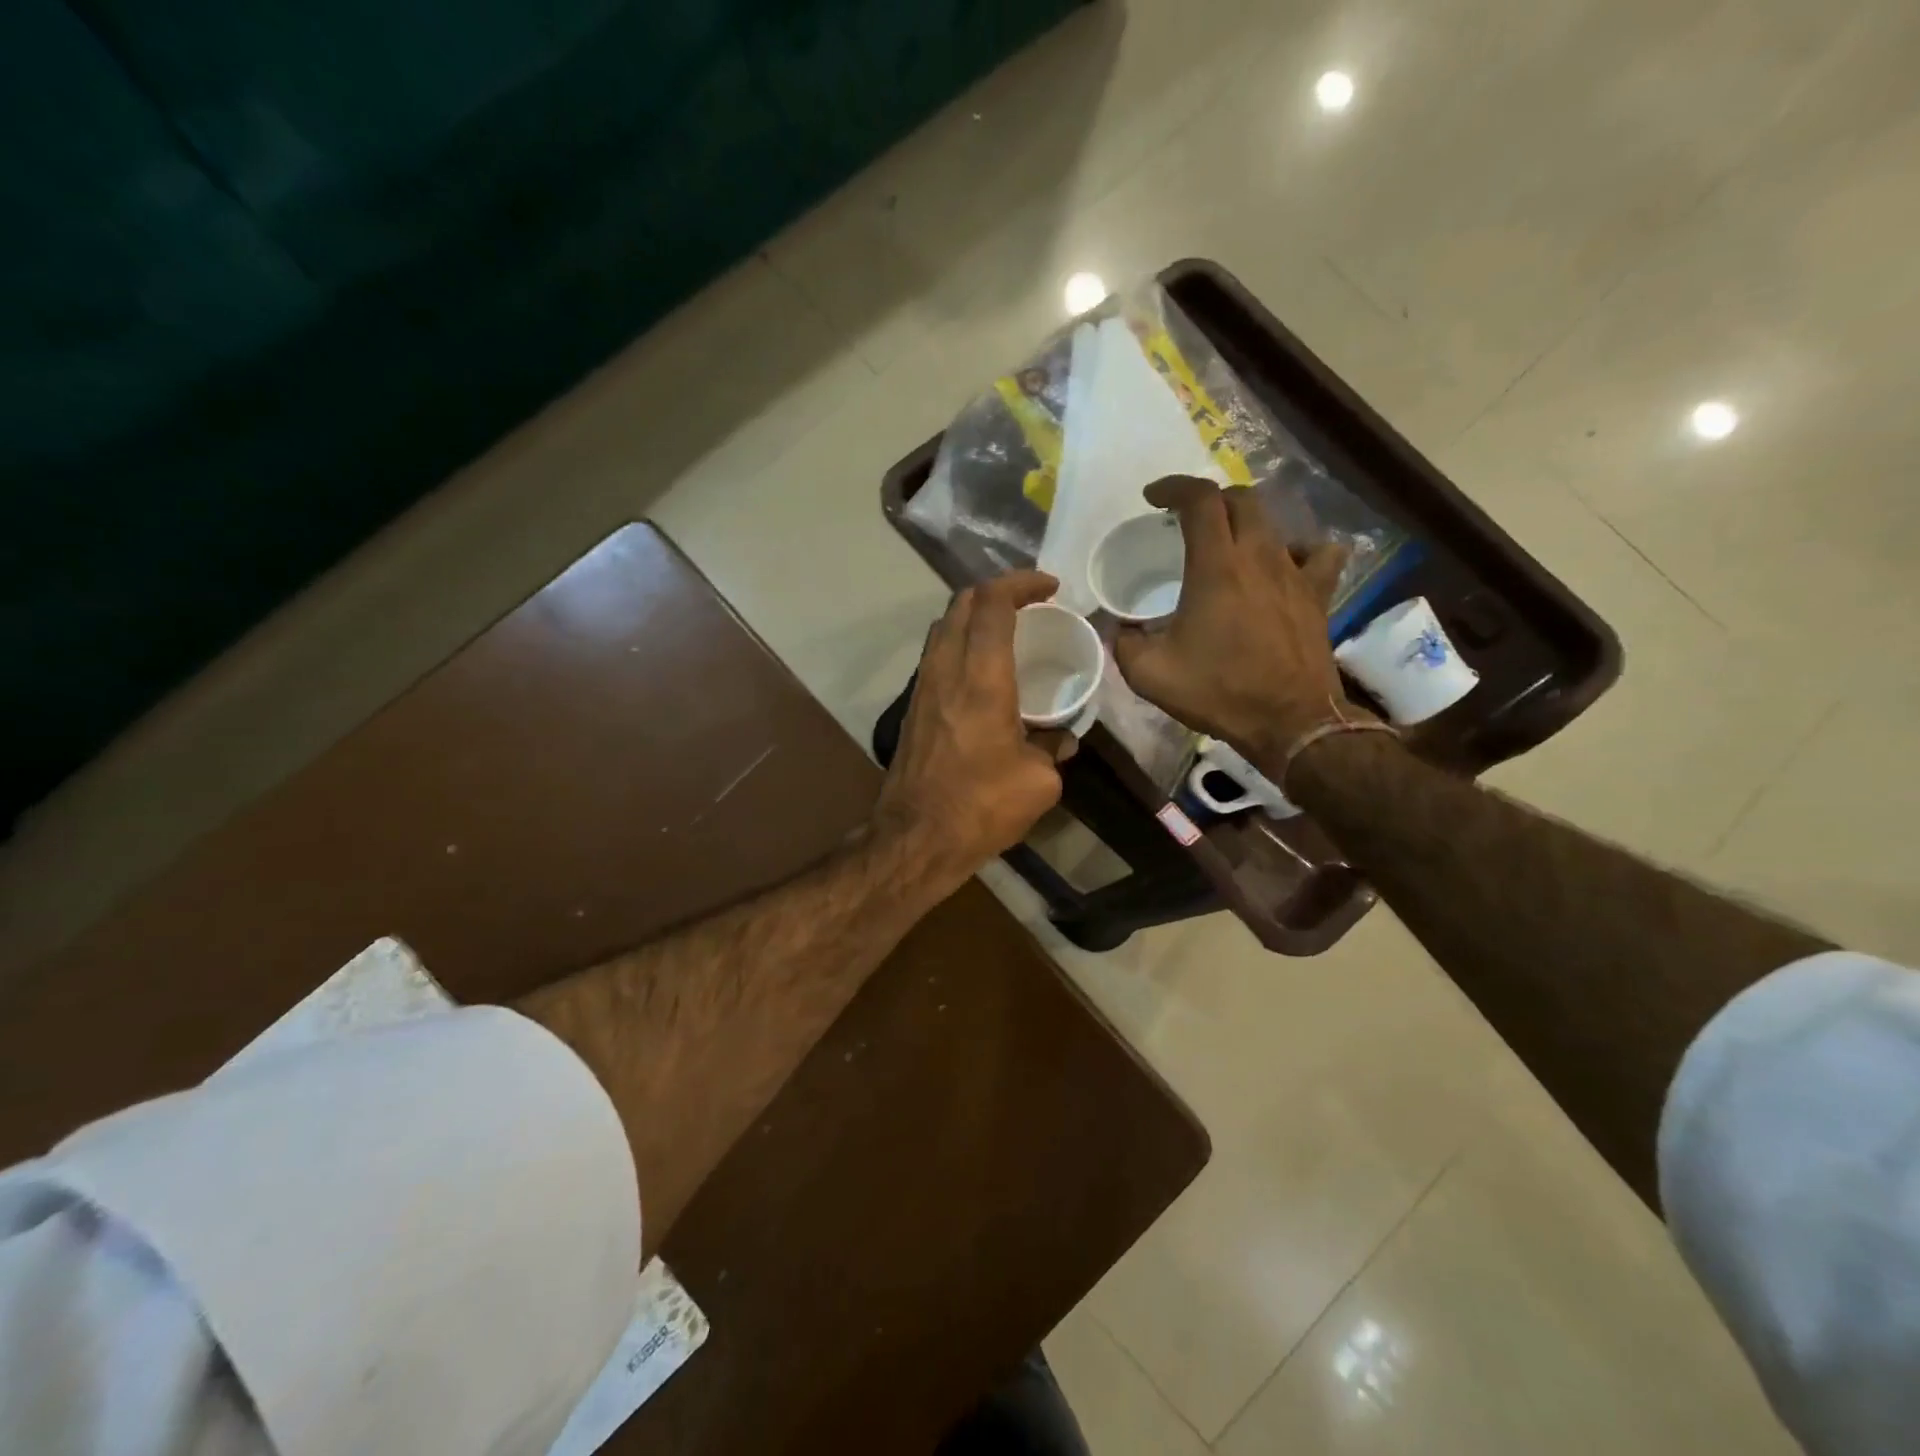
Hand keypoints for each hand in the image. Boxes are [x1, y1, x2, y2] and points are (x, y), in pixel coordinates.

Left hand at [874, 570, 1074, 887]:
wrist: (916, 838)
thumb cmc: (981, 806)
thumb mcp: (1038, 782)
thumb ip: (1053, 750)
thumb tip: (1060, 740)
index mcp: (981, 678)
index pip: (993, 603)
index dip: (1022, 583)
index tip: (1050, 588)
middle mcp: (946, 670)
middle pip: (961, 603)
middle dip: (996, 591)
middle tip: (1029, 604)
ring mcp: (922, 687)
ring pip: (942, 627)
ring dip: (973, 616)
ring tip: (1006, 631)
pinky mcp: (912, 707)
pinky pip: (936, 655)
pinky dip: (960, 644)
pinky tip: (982, 671)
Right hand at [1113, 476, 1360, 760]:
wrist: (1290, 722)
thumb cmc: (1219, 692)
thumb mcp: (1149, 674)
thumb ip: (1124, 642)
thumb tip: (1119, 627)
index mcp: (1216, 567)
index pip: (1200, 500)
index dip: (1174, 487)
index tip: (1153, 498)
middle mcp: (1259, 557)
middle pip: (1241, 499)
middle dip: (1210, 500)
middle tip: (1187, 521)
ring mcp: (1295, 573)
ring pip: (1275, 522)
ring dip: (1246, 522)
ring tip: (1228, 543)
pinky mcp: (1318, 595)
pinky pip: (1318, 554)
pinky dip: (1297, 549)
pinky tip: (1283, 565)